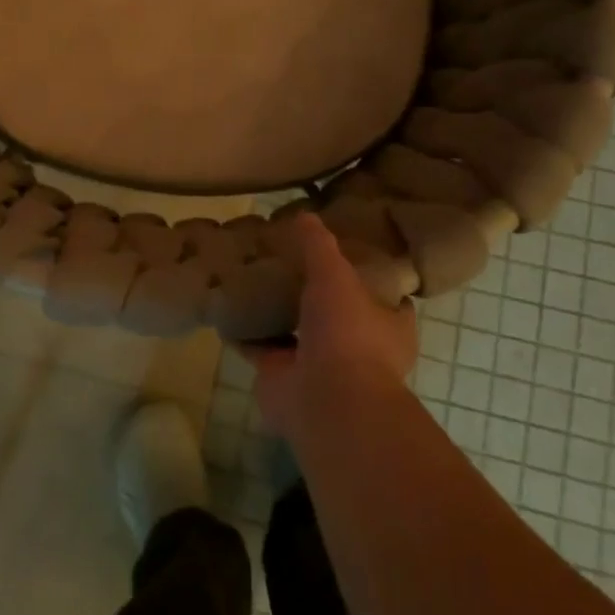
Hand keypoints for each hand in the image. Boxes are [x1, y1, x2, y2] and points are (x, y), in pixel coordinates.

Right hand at [242, 214, 419, 443]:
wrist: (325, 400)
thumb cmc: (347, 333)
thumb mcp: (335, 274)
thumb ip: (319, 245)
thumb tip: (305, 215)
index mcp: (388, 327)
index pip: (386, 298)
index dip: (368, 277)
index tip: (345, 254)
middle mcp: (357, 349)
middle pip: (336, 315)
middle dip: (314, 296)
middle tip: (288, 262)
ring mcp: (319, 366)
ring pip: (296, 334)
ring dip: (278, 315)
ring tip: (254, 280)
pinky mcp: (283, 378)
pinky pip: (261, 349)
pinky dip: (245, 335)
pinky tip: (227, 309)